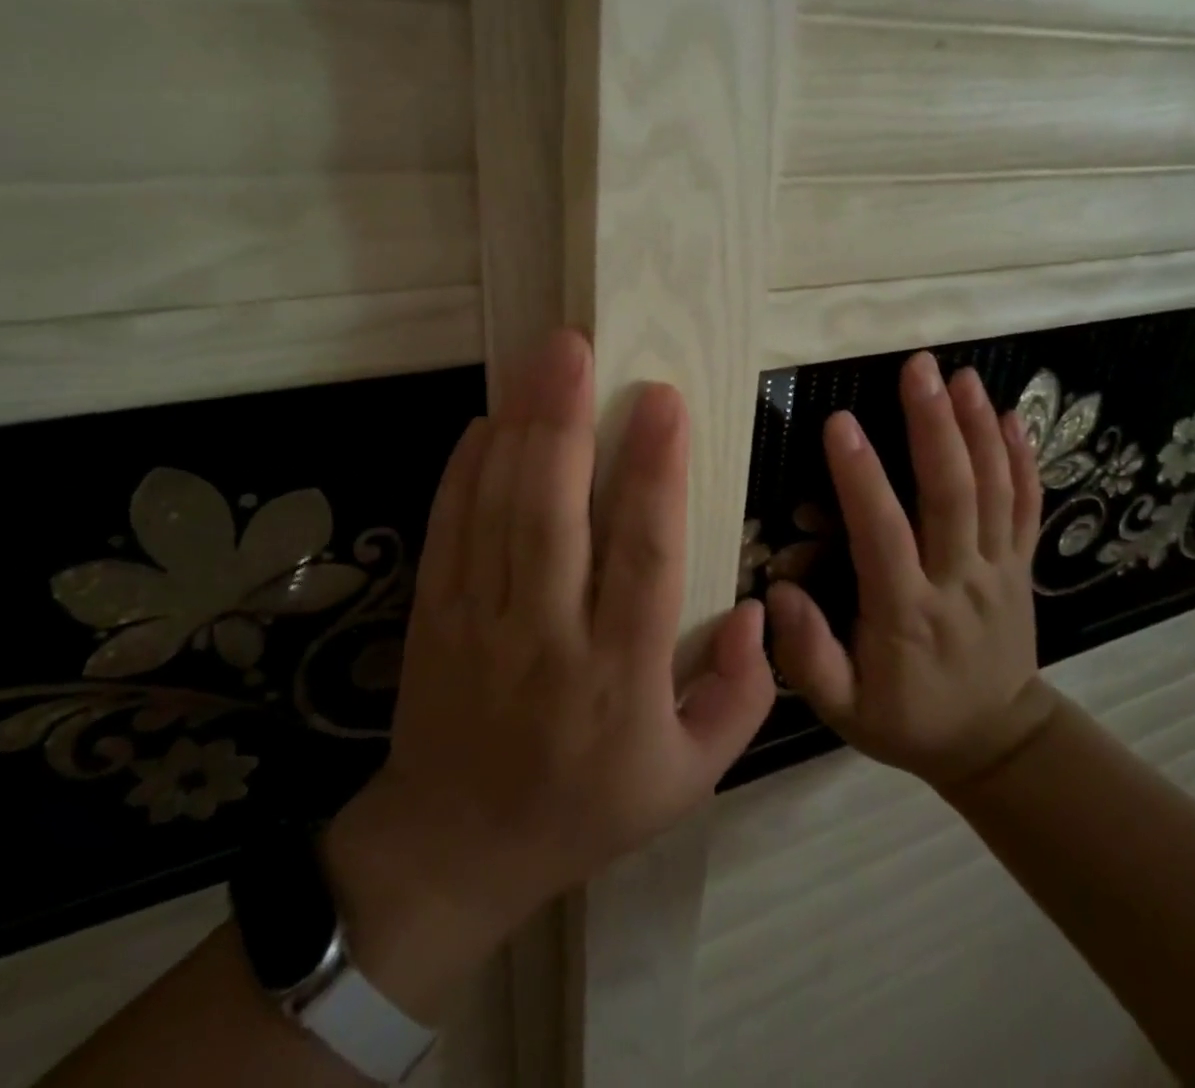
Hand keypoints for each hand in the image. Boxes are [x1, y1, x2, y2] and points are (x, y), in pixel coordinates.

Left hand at [321, 330, 776, 1021]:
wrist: (458, 847)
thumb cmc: (585, 807)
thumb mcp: (688, 780)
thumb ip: (741, 698)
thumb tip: (760, 610)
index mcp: (619, 675)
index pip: (645, 556)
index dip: (656, 472)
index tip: (665, 400)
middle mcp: (547, 636)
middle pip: (555, 513)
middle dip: (568, 420)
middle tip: (580, 347)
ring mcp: (479, 620)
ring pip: (498, 507)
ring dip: (519, 425)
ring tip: (540, 360)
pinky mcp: (435, 613)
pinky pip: (449, 526)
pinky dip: (465, 467)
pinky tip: (486, 418)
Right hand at [766, 351, 1057, 790]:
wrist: (994, 742)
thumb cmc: (904, 717)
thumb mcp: (842, 708)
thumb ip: (807, 655)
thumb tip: (779, 591)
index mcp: (906, 613)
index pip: (882, 535)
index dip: (861, 478)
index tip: (838, 422)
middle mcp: (958, 582)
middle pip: (951, 496)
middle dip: (933, 426)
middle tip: (916, 369)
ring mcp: (998, 570)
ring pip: (993, 490)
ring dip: (977, 428)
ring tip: (960, 375)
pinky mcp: (1020, 566)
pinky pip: (1027, 507)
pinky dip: (1022, 459)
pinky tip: (1012, 416)